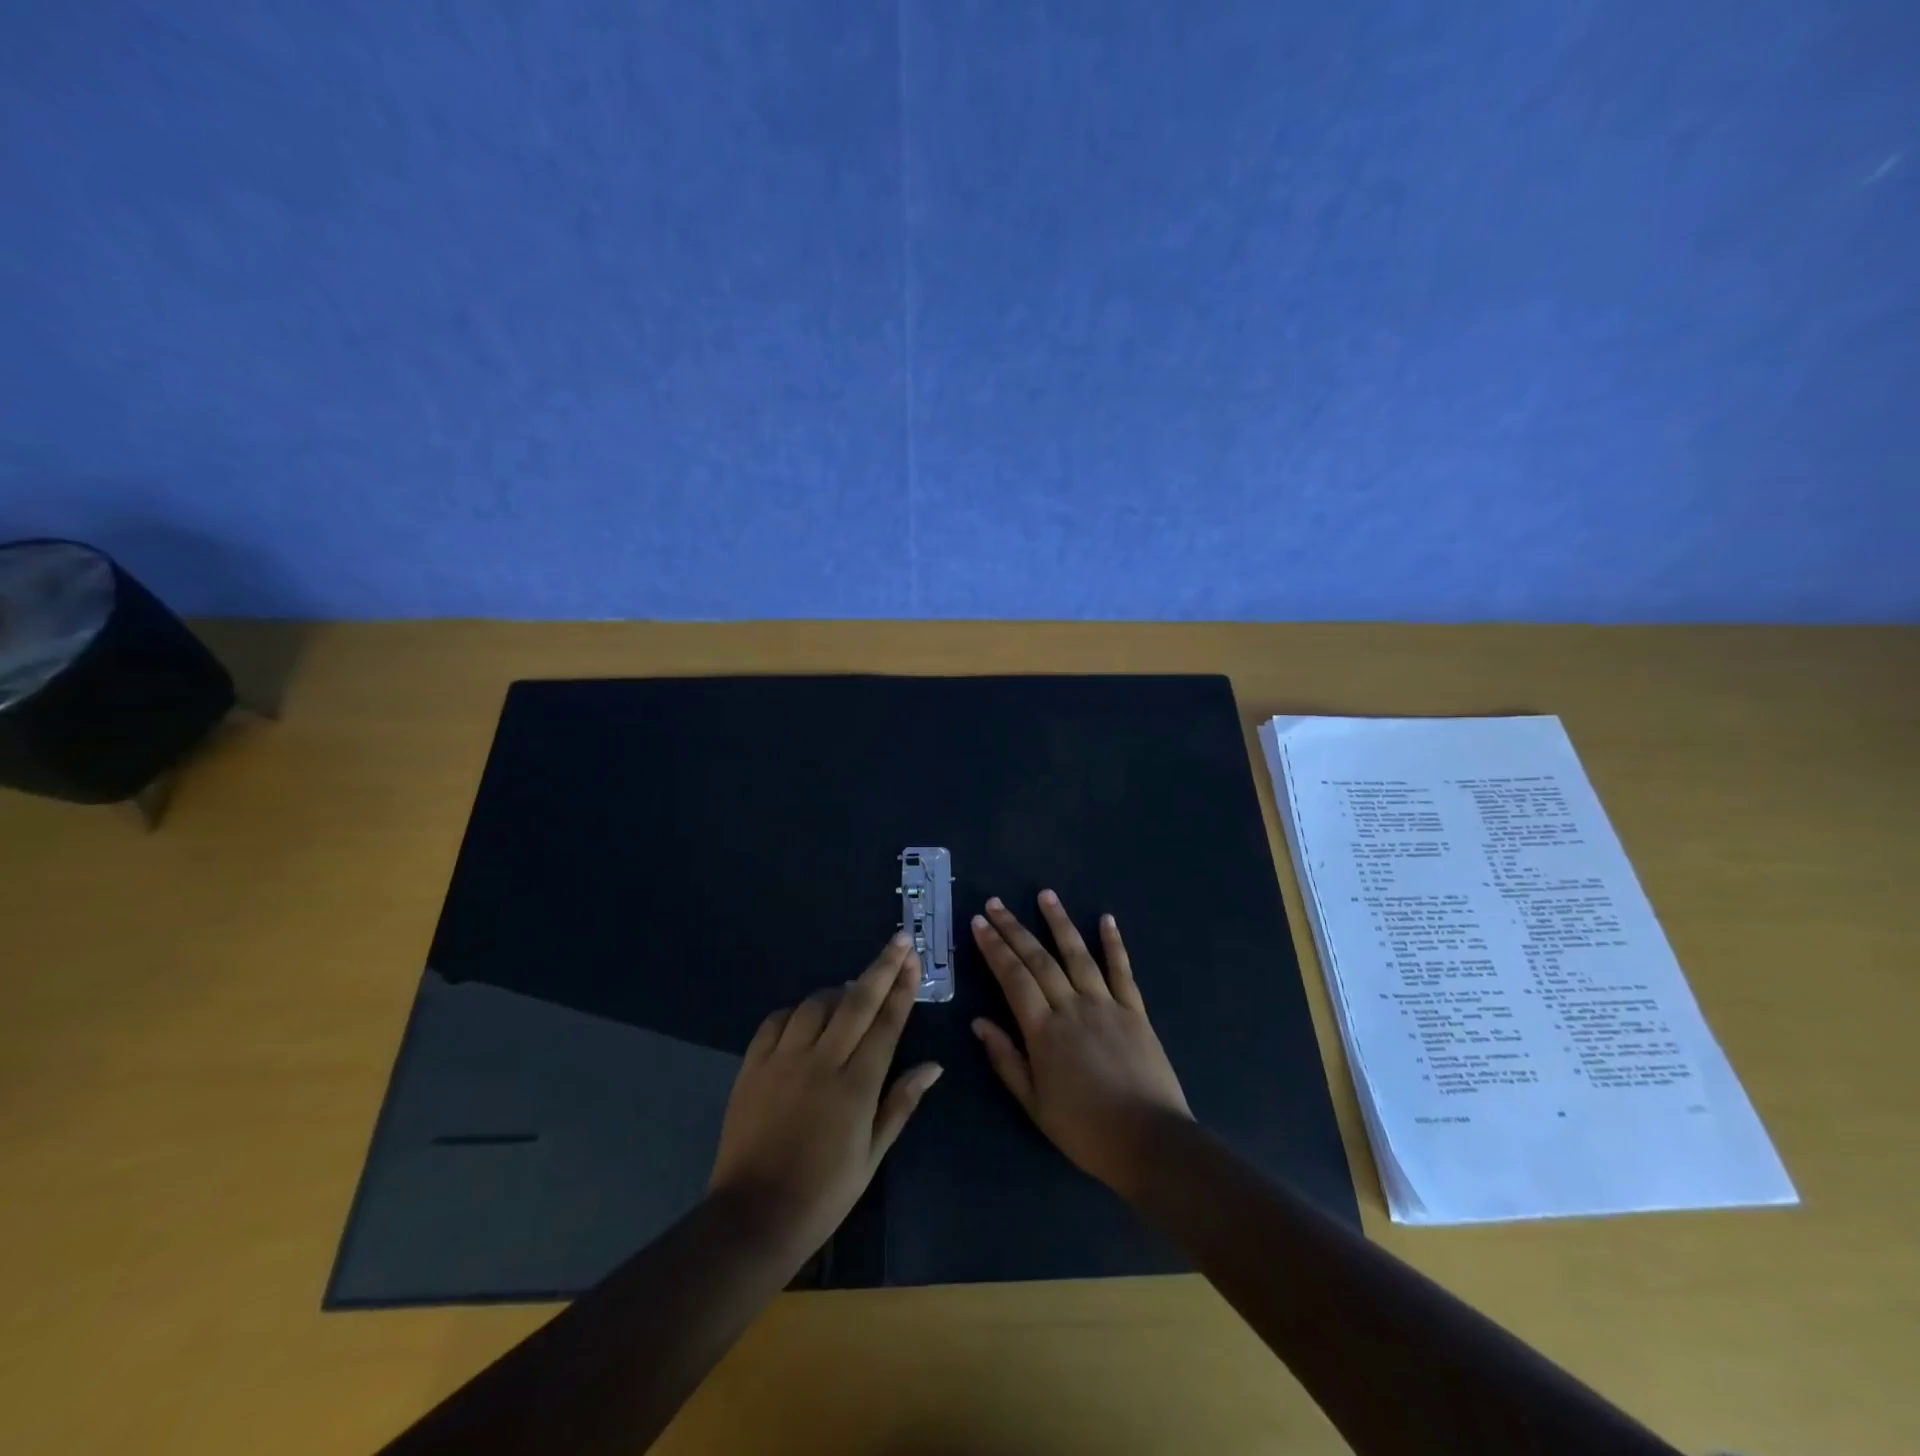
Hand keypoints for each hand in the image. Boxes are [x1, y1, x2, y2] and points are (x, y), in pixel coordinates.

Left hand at [709, 935, 942, 1260]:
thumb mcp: (872, 1155)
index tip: (913, 958)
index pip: (886, 1023)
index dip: (902, 988)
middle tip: (898, 941)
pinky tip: (806, 1017)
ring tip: (850, 992)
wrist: (753, 1217)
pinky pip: (777, 1020)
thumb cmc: (823, 1193)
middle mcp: (822, 1062)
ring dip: (838, 991)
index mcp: (856, 1086)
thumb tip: (934, 1067)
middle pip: (856, 1001)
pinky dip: (796, 1011)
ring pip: (816, 1004)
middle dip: (881, 967)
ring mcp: (783, 1060)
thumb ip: (901, 1103)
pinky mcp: (753, 1065)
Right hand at [971, 891, 1191, 1195]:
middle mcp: (1072, 1007)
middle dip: (1013, 929)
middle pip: (1038, 959)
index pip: (1012, 978)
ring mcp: (1106, 1004)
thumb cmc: (1086, 1130)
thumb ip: (1006, 1060)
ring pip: (1077, 954)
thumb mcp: (1035, 1105)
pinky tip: (1106, 919)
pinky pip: (1122, 970)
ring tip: (1045, 895)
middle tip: (995, 903)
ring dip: (1059, 923)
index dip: (994, 948)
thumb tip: (979, 1022)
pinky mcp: (1135, 1010)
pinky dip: (1114, 943)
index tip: (978, 923)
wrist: (1150, 1142)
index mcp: (1043, 1031)